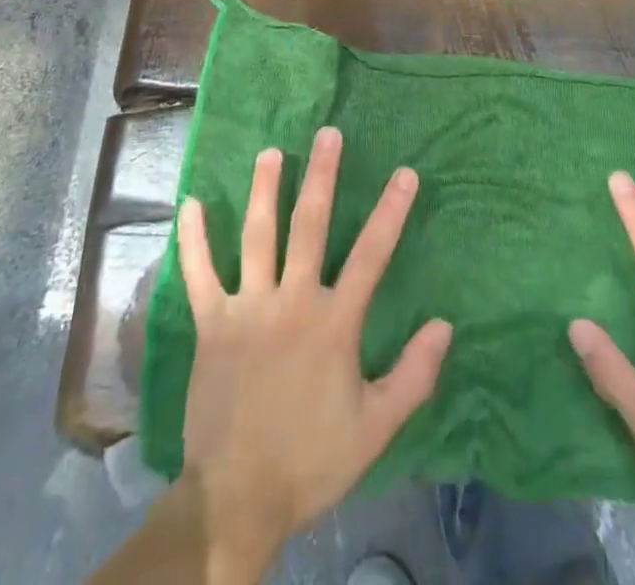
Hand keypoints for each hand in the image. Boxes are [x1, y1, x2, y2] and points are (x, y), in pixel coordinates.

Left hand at [176, 126, 453, 580]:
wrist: (236, 500)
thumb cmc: (311, 461)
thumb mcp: (376, 429)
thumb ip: (413, 376)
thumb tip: (445, 325)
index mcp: (334, 324)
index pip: (371, 255)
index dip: (391, 211)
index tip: (405, 173)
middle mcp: (291, 302)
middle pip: (310, 226)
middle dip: (321, 176)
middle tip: (327, 134)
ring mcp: (247, 309)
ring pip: (256, 236)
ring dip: (264, 190)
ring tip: (270, 152)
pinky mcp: (211, 324)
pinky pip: (199, 274)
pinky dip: (193, 239)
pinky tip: (190, 204)